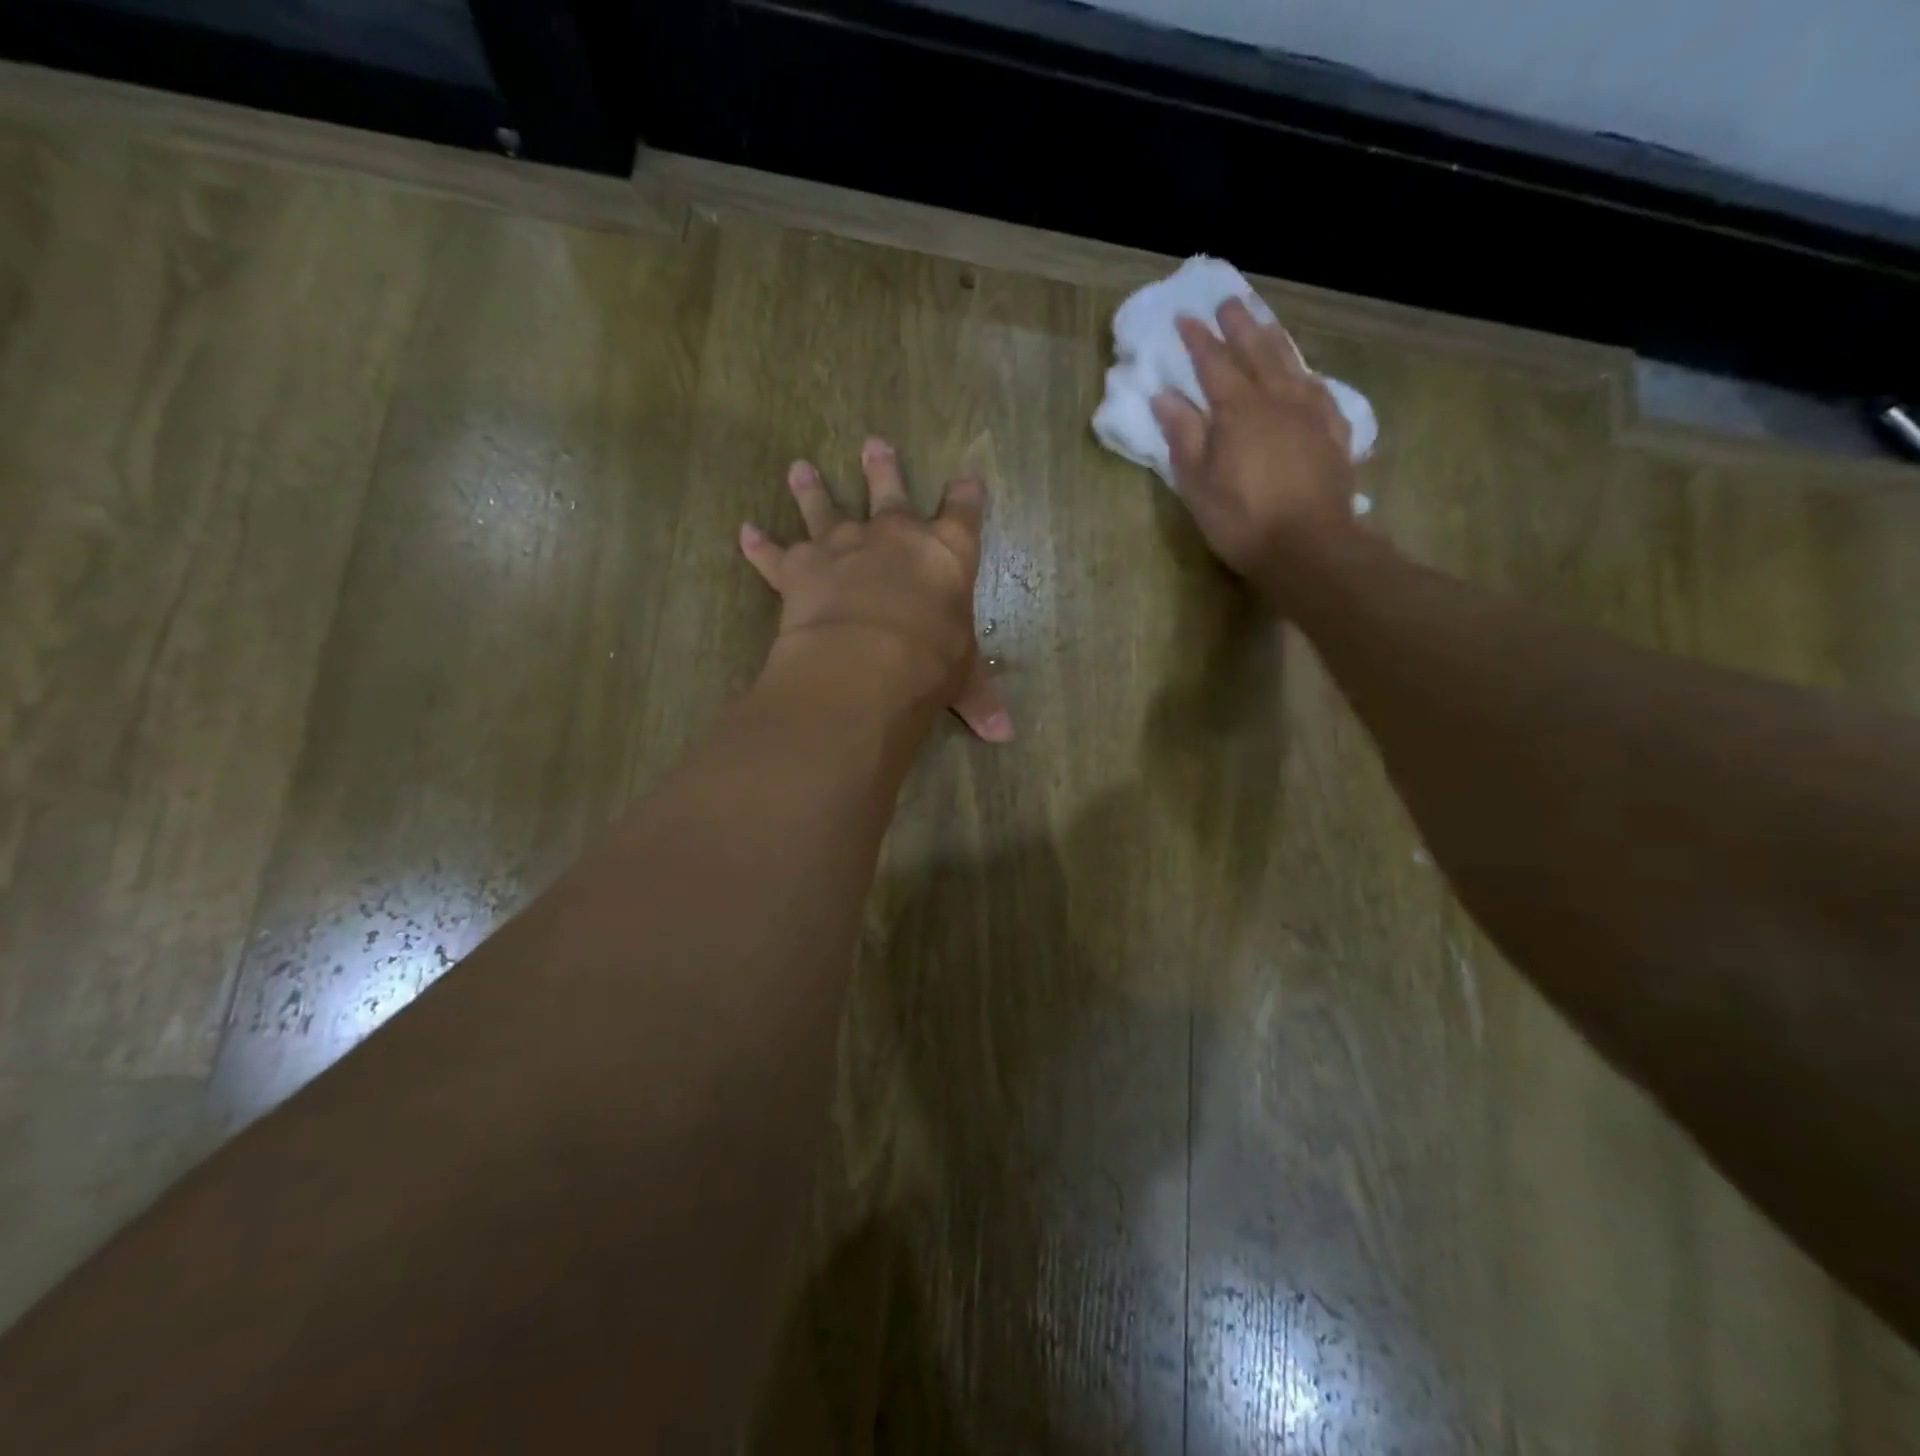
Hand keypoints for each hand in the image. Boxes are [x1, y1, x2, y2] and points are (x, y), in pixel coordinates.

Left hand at [739, 437, 1012, 742]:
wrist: (867, 662)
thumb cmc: (930, 662)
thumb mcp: (962, 679)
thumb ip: (980, 698)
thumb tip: (1006, 737)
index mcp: (946, 553)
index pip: (963, 512)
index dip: (966, 495)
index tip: (967, 478)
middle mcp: (894, 536)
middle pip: (889, 490)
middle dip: (882, 468)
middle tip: (873, 443)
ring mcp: (842, 546)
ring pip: (825, 508)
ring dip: (812, 489)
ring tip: (799, 468)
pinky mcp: (799, 568)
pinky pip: (774, 554)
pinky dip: (759, 546)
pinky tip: (745, 533)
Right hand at [1150, 299, 1360, 584]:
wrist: (1309, 545)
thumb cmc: (1242, 519)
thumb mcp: (1197, 483)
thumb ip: (1183, 435)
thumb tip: (1165, 396)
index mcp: (1237, 409)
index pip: (1213, 363)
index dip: (1198, 340)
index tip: (1184, 318)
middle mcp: (1276, 398)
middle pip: (1256, 351)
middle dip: (1239, 325)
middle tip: (1228, 302)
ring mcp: (1310, 412)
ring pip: (1290, 363)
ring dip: (1273, 339)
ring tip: (1263, 323)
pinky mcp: (1334, 431)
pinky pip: (1318, 388)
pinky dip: (1304, 373)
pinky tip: (1302, 374)